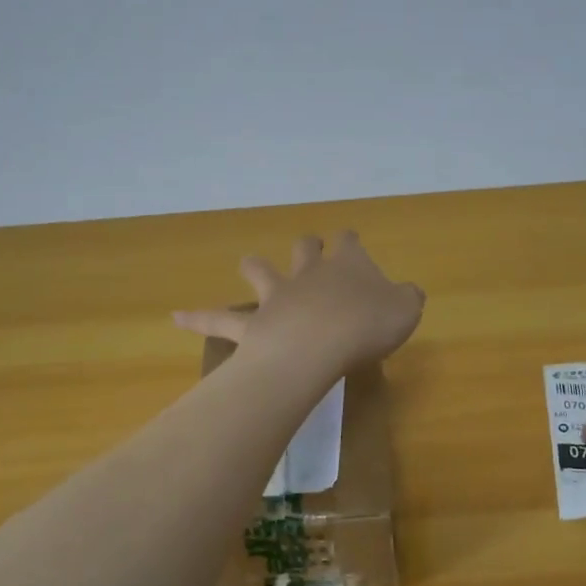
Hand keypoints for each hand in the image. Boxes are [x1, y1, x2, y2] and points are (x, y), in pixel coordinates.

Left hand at [173, 232, 425, 374]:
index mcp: (348, 265)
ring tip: (249, 264)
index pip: (349, 242)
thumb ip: (407, 299)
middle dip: (307, 245)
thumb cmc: (369, 325)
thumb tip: (410, 293)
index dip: (350, 240)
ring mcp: (278, 296)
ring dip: (255, 266)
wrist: (322, 344)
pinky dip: (197, 318)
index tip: (350, 240)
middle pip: (304, 248)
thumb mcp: (405, 310)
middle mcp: (309, 273)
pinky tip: (175, 318)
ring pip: (261, 271)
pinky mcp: (253, 324)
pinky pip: (219, 320)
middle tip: (308, 246)